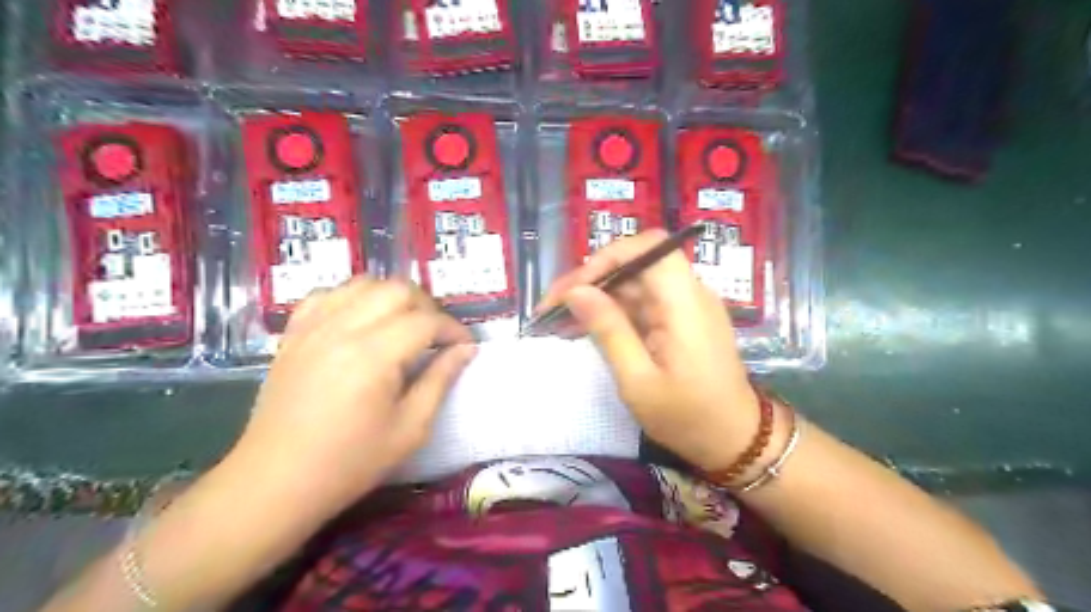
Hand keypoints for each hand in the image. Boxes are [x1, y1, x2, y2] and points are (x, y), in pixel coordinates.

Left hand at [232, 278, 475, 510]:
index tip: (465, 346)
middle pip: (397, 289)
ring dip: (393, 297)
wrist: (275, 481)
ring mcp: (313, 327)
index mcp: (374, 356)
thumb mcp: (410, 428)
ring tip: (404, 324)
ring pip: (364, 283)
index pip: (426, 321)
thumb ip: (440, 381)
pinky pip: (328, 295)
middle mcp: (343, 329)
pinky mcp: (294, 334)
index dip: (453, 330)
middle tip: (436, 335)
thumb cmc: (350, 462)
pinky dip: (354, 298)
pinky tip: (362, 321)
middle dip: (427, 306)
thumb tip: (466, 350)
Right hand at [540, 231, 759, 470]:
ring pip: (634, 283)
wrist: (735, 440)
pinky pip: (642, 303)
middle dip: (591, 279)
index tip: (573, 288)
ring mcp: (686, 305)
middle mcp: (689, 293)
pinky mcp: (680, 319)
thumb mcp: (638, 381)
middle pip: (636, 264)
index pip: (649, 248)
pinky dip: (612, 311)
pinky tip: (585, 327)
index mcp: (684, 302)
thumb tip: (576, 291)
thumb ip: (608, 330)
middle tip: (551, 307)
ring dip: (597, 296)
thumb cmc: (687, 417)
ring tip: (558, 320)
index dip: (608, 258)